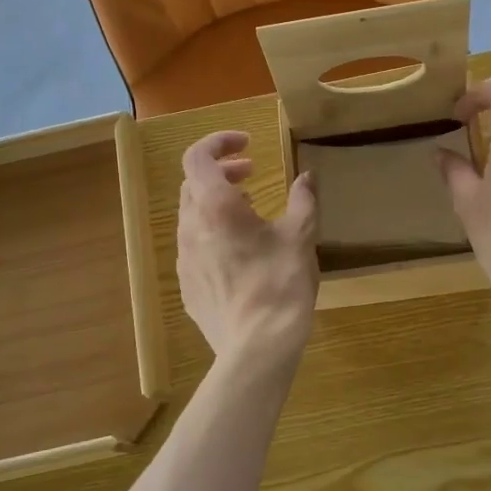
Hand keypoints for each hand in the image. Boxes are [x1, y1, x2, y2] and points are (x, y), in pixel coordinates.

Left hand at [178, 130, 318, 361]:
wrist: (256, 347)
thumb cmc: (280, 284)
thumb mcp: (299, 238)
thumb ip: (303, 201)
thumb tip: (306, 177)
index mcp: (215, 207)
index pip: (197, 157)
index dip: (219, 142)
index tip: (248, 145)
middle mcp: (191, 228)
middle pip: (193, 184)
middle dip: (221, 171)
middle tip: (252, 174)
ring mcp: (184, 259)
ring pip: (192, 216)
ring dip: (216, 203)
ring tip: (249, 211)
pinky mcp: (187, 286)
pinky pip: (194, 246)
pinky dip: (213, 233)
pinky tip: (240, 252)